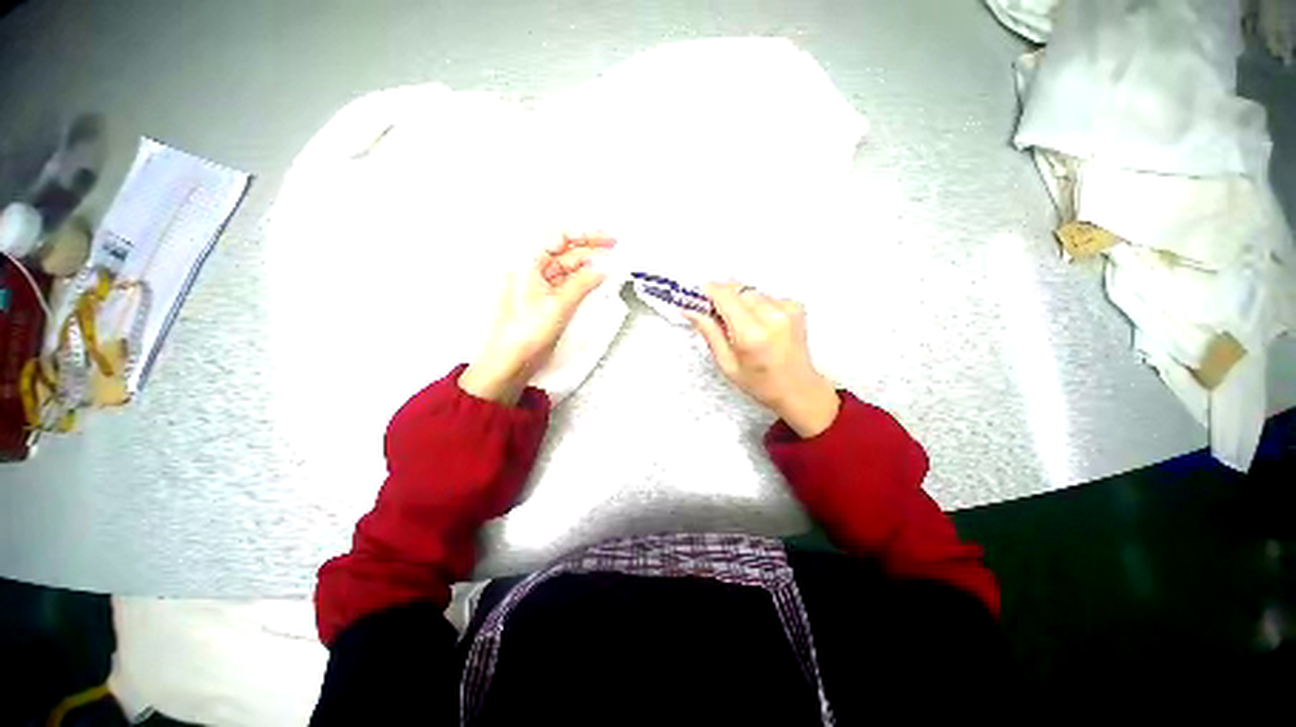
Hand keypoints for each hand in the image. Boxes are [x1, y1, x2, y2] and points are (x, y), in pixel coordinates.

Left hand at [459, 234, 613, 404]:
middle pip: (564, 250)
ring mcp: (538, 283)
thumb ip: (583, 284)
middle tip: (613, 249)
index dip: (585, 235)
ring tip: (608, 266)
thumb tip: (600, 271)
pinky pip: (566, 282)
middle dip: (589, 248)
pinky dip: (581, 280)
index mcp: (527, 261)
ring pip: (567, 266)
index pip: (559, 237)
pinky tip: (595, 280)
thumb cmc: (525, 332)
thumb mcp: (559, 305)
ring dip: (587, 265)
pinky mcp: (545, 297)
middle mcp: (531, 268)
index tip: (607, 240)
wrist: (511, 359)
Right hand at [685, 283, 839, 437]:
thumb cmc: (759, 382)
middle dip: (723, 295)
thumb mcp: (727, 364)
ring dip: (740, 301)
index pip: (725, 296)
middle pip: (738, 289)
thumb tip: (689, 311)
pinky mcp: (796, 306)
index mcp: (751, 334)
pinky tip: (759, 324)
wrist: (799, 388)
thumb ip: (710, 333)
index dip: (709, 291)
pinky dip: (756, 305)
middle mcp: (771, 315)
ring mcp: (787, 308)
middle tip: (716, 313)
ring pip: (751, 291)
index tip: (698, 295)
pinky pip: (766, 296)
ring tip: (740, 323)